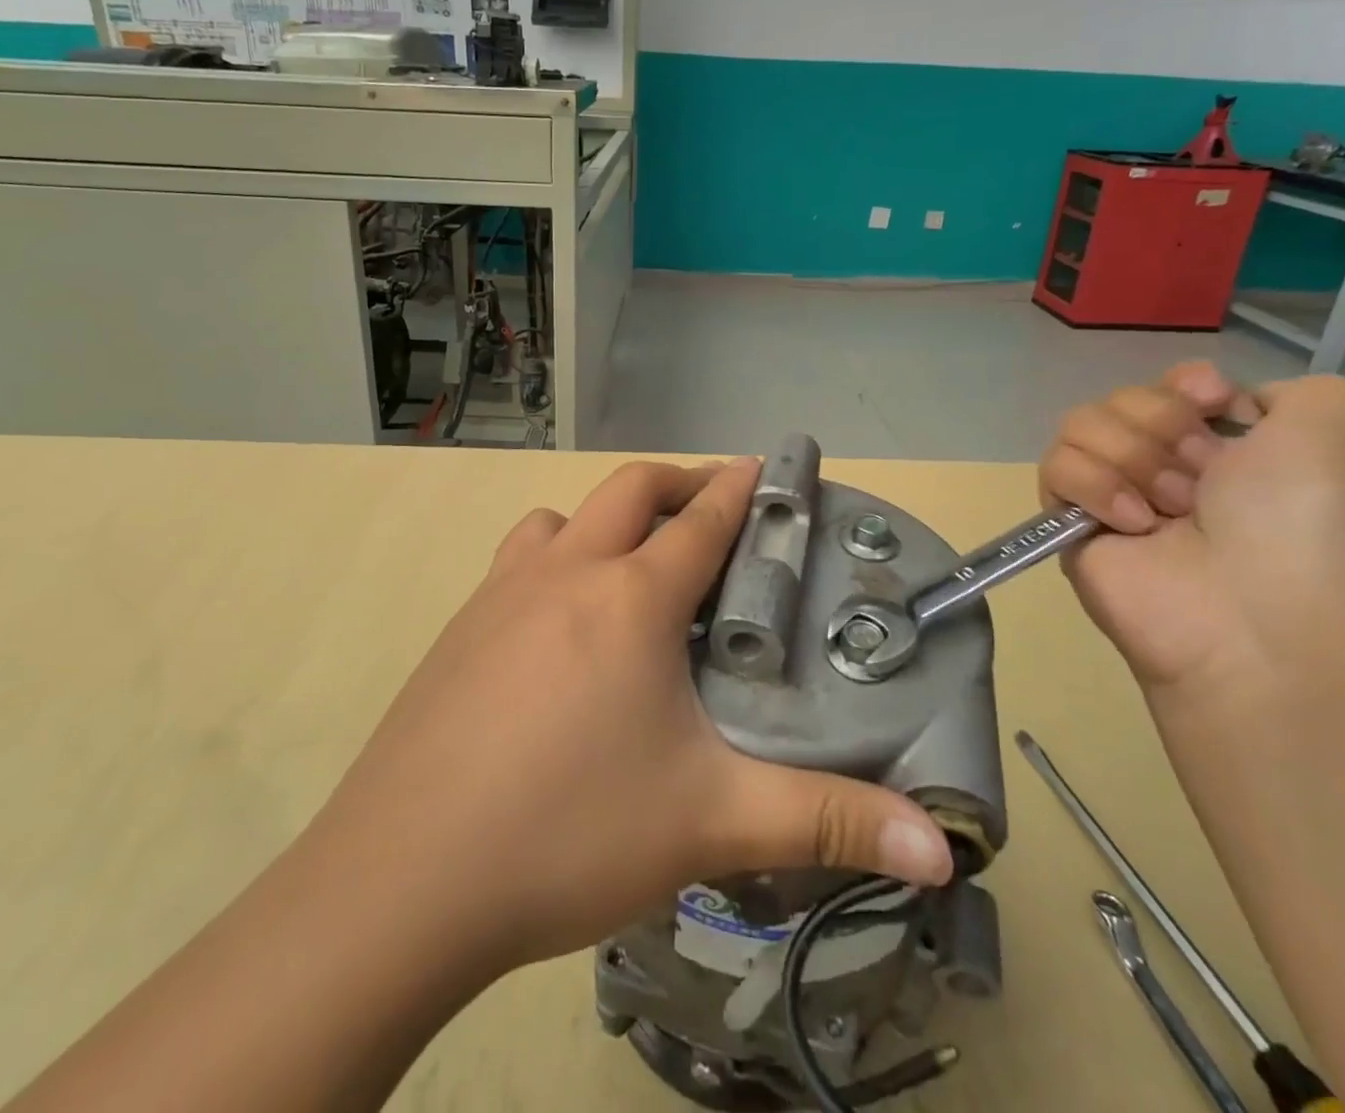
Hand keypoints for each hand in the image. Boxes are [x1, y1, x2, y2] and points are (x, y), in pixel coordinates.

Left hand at [313, 456, 952, 971]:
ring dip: (605, 520)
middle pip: (630, 490)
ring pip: (561, 520)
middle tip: (715, 510)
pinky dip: (553, 560)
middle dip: (680, 485)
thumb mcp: (709, 823)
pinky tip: (558, 624)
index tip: (766, 466)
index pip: (702, 520)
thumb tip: (941, 849)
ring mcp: (502, 594)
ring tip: (633, 565)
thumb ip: (826, 822)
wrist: (403, 879)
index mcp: (630, 597)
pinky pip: (517, 562)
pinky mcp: (459, 629)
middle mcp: (565, 572)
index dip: (741, 488)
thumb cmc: (568, 831)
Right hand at [1040, 364, 1344, 691]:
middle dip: (1163, 424)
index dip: (1185, 385)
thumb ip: (1296, 390)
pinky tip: (1133, 524)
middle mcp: (1173, 468)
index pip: (1175, 386)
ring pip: (1081, 424)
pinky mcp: (1072, 522)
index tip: (1211, 402)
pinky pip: (1055, 467)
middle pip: (1126, 398)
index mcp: (1234, 448)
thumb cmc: (1305, 522)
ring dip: (1131, 457)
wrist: (1257, 616)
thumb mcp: (1336, 431)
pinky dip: (1094, 486)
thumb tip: (1227, 408)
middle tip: (1201, 476)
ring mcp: (1117, 494)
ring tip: (1168, 508)